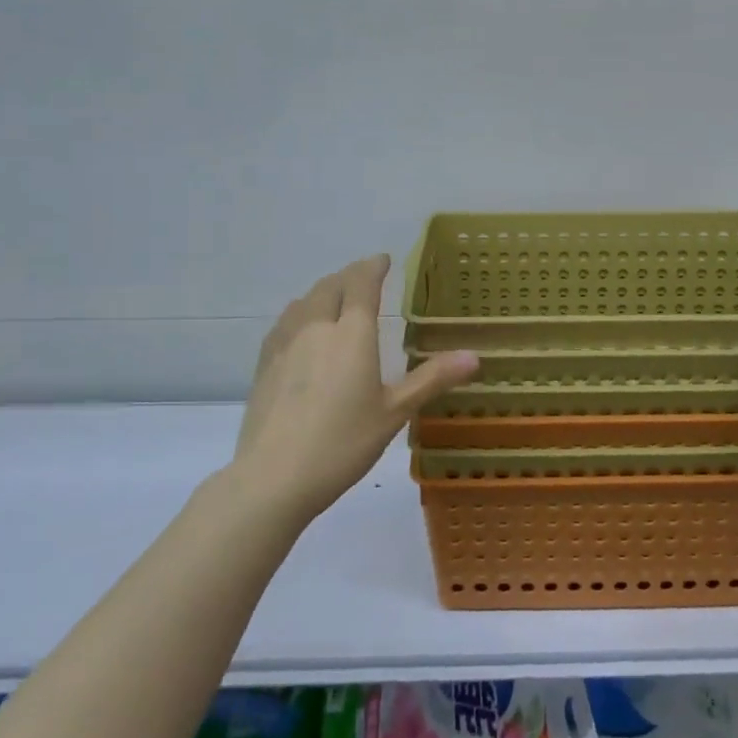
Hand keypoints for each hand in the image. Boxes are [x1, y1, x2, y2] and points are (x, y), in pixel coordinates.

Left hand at [233, 256, 478, 520]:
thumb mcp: (394, 412)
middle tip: (364, 278)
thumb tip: (473, 356)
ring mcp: (285, 344)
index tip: (383, 260)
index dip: (373, 267)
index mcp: (351, 333)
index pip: (361, 284)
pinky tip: (301, 330)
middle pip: (330, 286)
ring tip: (335, 298)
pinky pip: (284, 323)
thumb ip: (431, 379)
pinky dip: (300, 313)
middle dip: (349, 276)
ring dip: (323, 291)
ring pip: (304, 301)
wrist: (273, 477)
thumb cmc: (342, 443)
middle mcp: (316, 327)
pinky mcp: (264, 364)